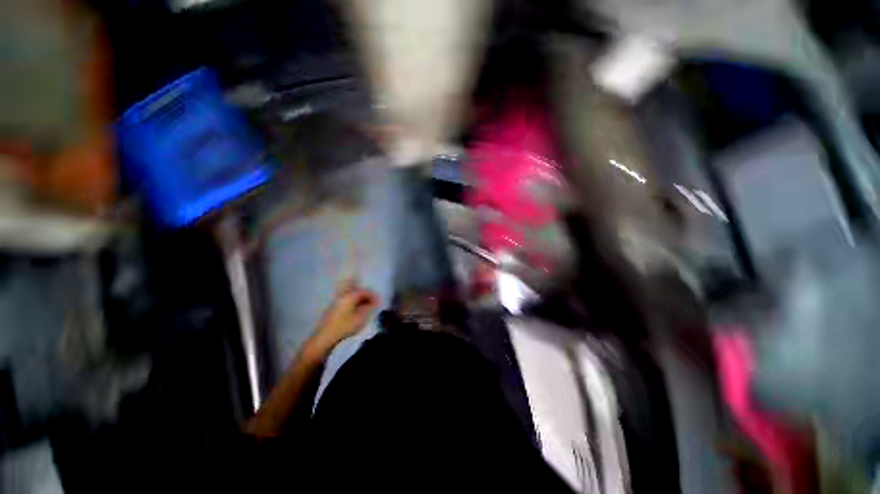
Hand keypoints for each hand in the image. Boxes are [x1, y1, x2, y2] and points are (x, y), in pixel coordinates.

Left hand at [307, 283, 379, 354]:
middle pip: (356, 289)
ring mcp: (337, 301)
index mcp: (350, 296)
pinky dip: (353, 300)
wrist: (325, 337)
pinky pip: (346, 299)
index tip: (379, 302)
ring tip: (366, 302)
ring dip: (359, 296)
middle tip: (372, 299)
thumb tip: (375, 302)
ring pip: (350, 293)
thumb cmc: (345, 326)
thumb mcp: (361, 317)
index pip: (364, 291)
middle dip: (365, 292)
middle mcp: (342, 295)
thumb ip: (369, 307)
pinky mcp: (333, 308)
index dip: (373, 295)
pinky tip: (356, 307)